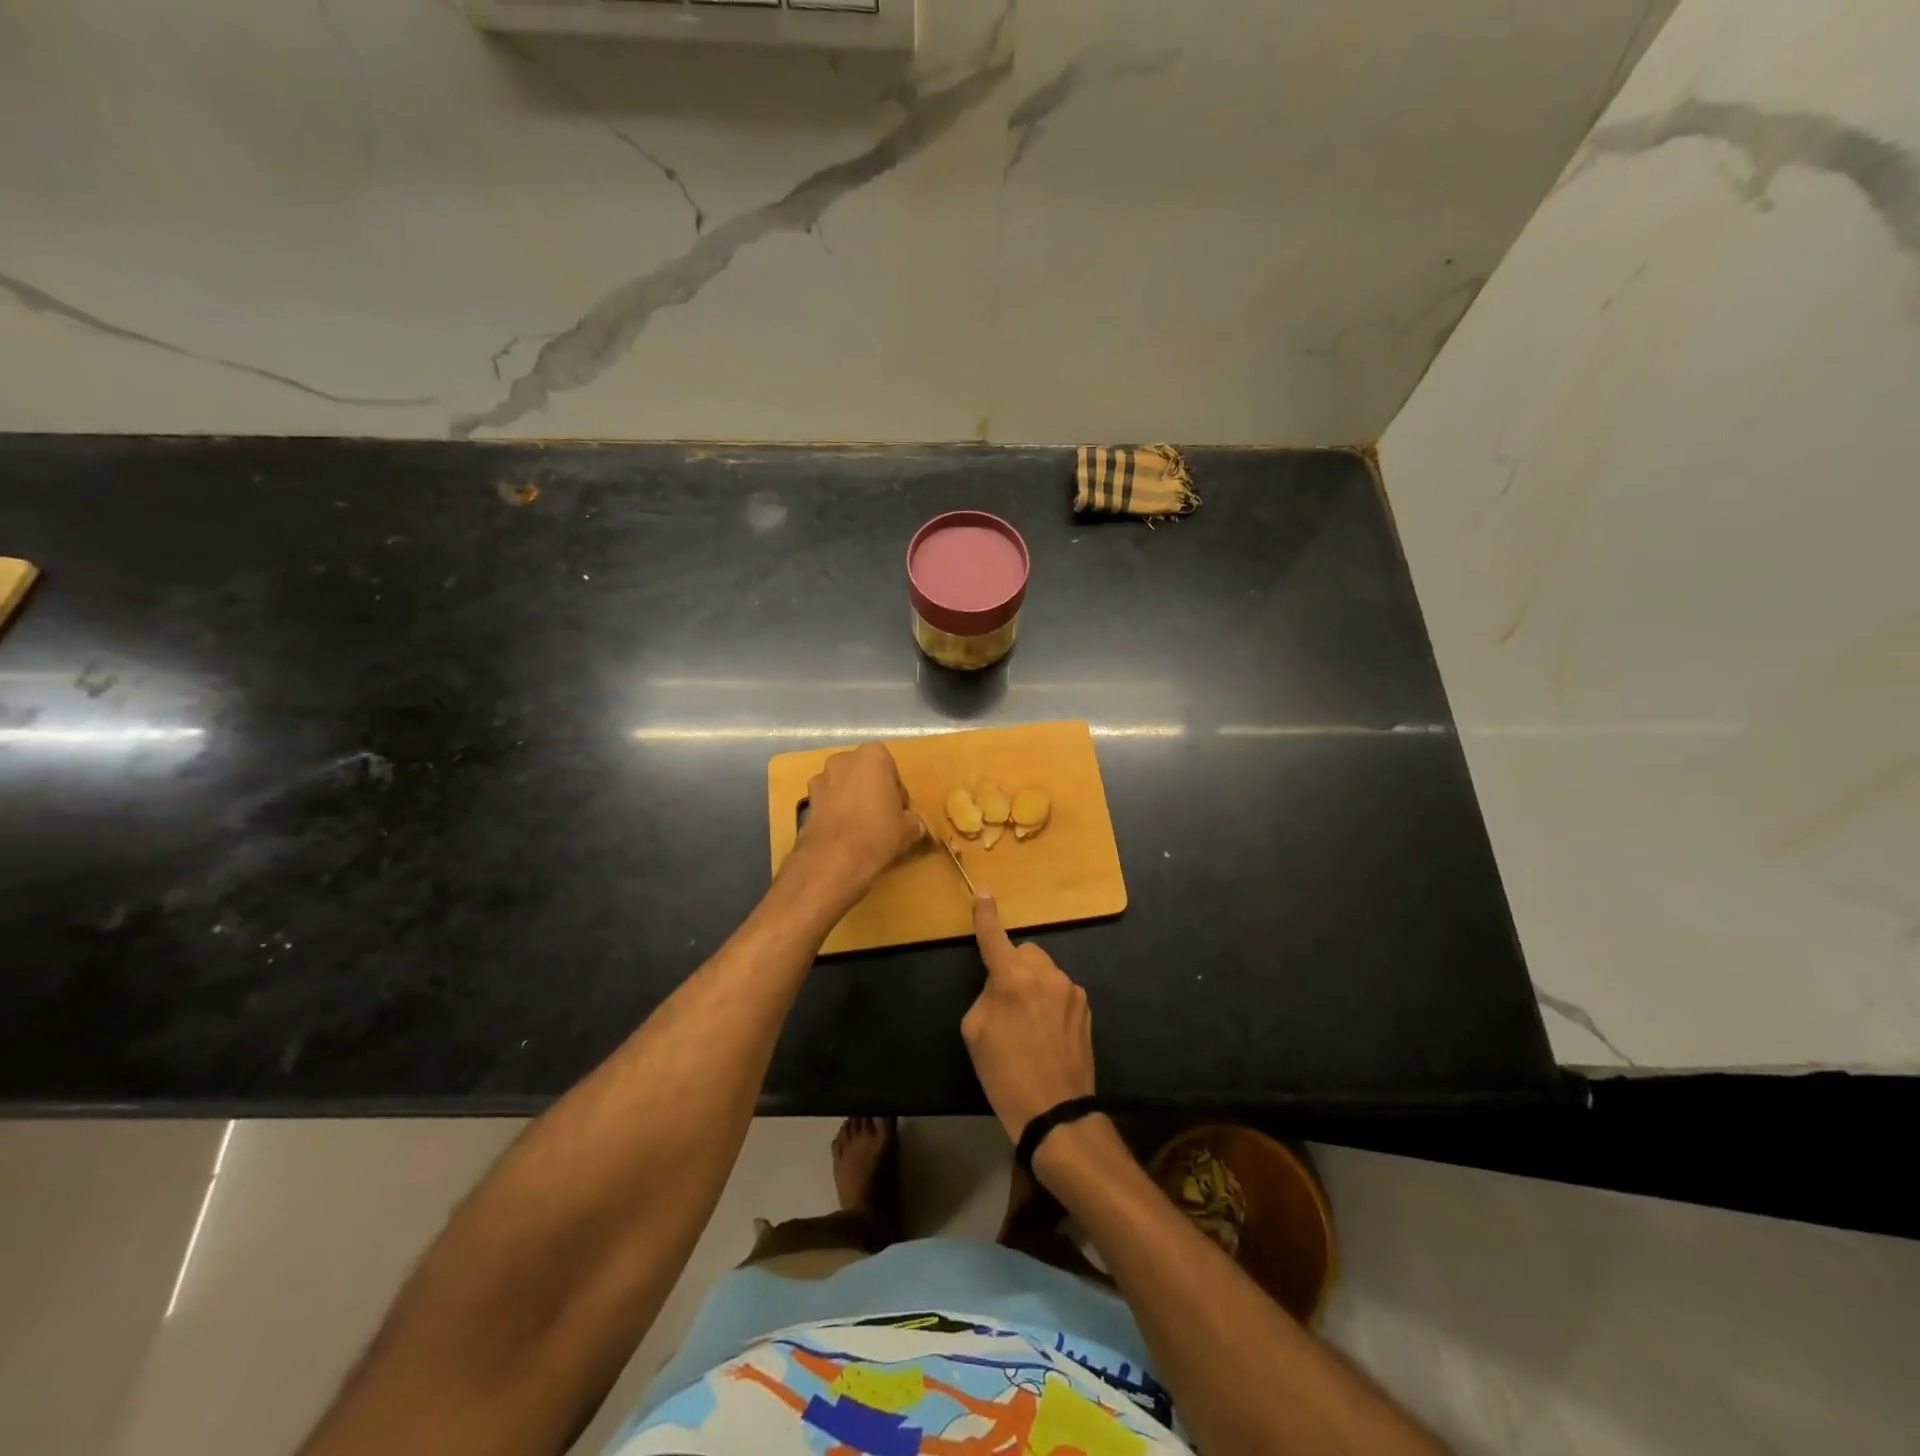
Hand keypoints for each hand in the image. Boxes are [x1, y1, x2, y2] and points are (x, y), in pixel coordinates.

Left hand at [792, 742, 923, 902]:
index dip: (895, 789)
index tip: (898, 809)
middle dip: (870, 789)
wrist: (834, 860)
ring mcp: (820, 779)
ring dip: (850, 800)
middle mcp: (843, 759)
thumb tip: (914, 825)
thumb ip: (913, 820)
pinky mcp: (806, 801)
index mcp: (872, 755)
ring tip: (860, 828)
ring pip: (842, 786)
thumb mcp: (909, 828)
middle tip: (881, 816)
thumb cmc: (878, 833)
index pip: (890, 767)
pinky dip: (834, 813)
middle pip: (863, 773)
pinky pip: (827, 803)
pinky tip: (843, 835)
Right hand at [961, 893, 1095, 1146]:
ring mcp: (1070, 989)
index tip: (983, 892)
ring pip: (1044, 971)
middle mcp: (1045, 975)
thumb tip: (1001, 983)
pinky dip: (1050, 1000)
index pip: (994, 937)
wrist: (1055, 1112)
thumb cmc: (1004, 1075)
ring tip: (1028, 1024)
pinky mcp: (1086, 1006)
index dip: (985, 915)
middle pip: (1024, 953)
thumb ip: (986, 994)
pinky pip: (1060, 990)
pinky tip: (1047, 1032)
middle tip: (1005, 1003)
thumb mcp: (975, 1032)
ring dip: (1033, 984)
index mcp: (1012, 979)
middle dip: (1013, 967)